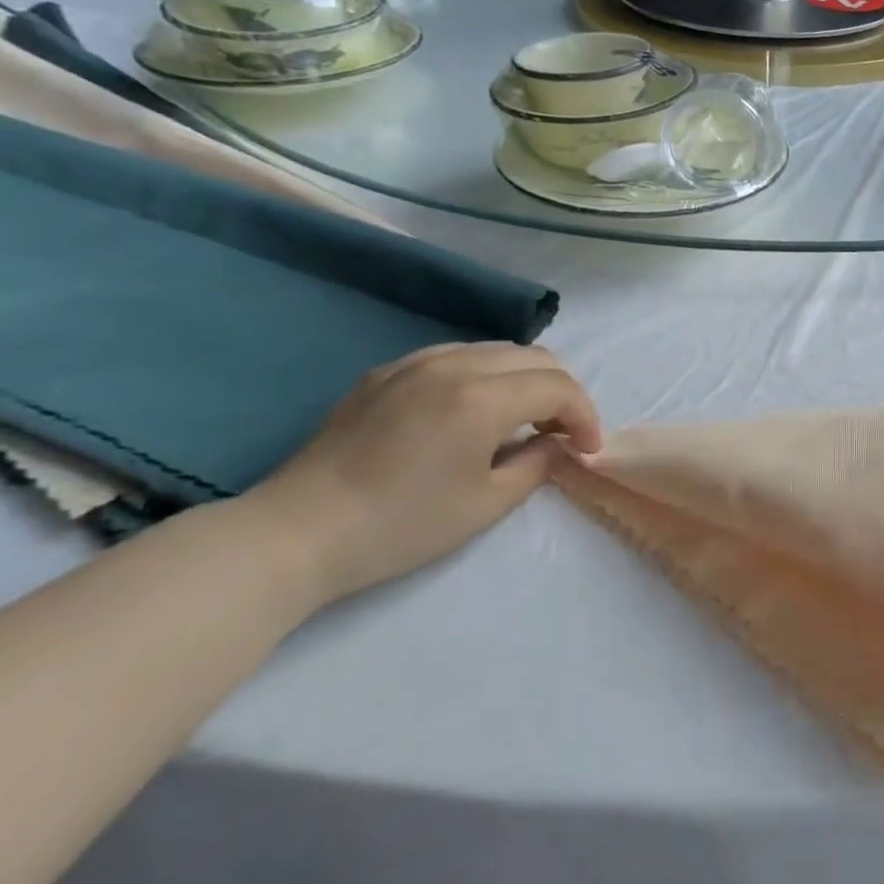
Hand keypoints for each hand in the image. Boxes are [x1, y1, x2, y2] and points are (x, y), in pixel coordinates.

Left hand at [237, 343, 601, 606]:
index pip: (557, 387)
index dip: (584, 416)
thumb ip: (537, 463)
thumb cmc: (402, 525)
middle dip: (561, 392)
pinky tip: (474, 408)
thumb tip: (557, 443)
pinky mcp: (384, 373)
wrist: (296, 533)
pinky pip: (454, 356)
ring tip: (524, 418)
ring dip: (525, 378)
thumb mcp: (486, 503)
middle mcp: (453, 365)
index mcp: (481, 397)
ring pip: (495, 350)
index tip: (587, 449)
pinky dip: (485, 374)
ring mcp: (413, 363)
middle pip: (534, 357)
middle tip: (562, 432)